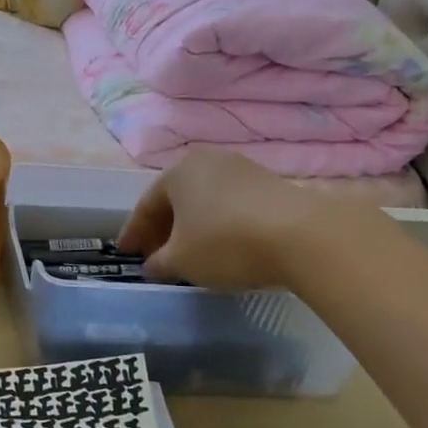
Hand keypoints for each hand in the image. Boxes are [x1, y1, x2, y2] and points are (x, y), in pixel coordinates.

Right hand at [118, 150, 386, 289]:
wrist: (302, 235)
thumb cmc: (226, 243)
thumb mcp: (182, 261)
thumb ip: (160, 262)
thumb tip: (152, 265)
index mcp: (177, 172)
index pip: (146, 204)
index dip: (133, 232)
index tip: (125, 253)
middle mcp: (207, 161)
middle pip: (176, 198)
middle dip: (163, 228)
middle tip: (153, 254)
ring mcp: (242, 170)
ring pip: (205, 201)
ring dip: (192, 226)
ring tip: (188, 253)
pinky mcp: (270, 185)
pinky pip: (230, 205)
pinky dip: (218, 225)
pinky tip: (222, 246)